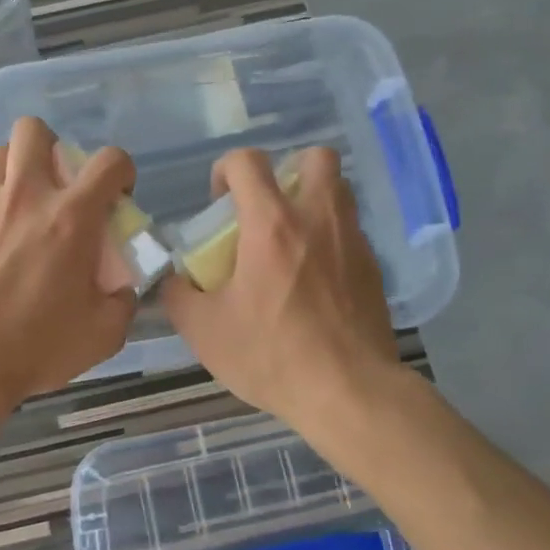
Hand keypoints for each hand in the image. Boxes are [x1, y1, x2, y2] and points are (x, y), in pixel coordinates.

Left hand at [0, 117, 138, 417]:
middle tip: (56, 187)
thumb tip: (122, 287)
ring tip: (18, 207)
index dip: (122, 171)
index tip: (117, 195)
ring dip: (15, 172)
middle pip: (34, 130)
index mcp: (71, 218)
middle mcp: (25, 196)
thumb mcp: (103, 335)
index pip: (109, 161)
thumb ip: (123, 301)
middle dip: (51, 148)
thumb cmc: (35, 348)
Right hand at [162, 147, 398, 430]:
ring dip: (312, 200)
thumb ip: (178, 294)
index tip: (219, 202)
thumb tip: (174, 278)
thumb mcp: (203, 330)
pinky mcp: (374, 268)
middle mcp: (318, 218)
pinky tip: (315, 280)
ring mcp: (353, 241)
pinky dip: (330, 239)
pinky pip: (350, 232)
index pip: (248, 161)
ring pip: (339, 191)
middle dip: (287, 170)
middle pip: (314, 158)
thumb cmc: (271, 354)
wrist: (349, 392)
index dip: (226, 169)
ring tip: (291, 242)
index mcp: (272, 224)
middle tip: (268, 209)